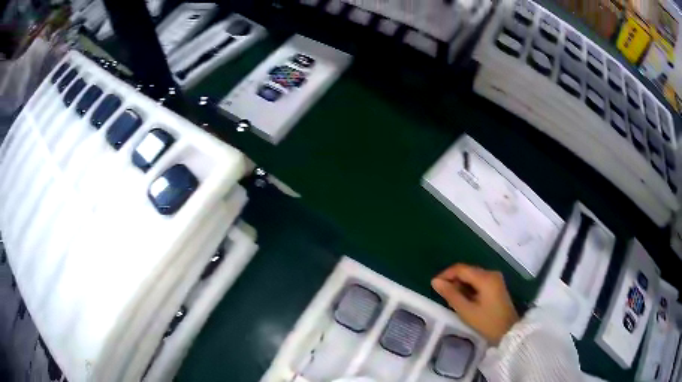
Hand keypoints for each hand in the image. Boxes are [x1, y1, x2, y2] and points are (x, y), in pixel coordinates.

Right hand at [431, 264, 518, 344]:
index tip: (434, 285)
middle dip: (453, 280)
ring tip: (451, 299)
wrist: (509, 332)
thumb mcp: (466, 310)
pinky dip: (469, 288)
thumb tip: (435, 281)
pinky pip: (478, 282)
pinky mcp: (496, 286)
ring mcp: (495, 279)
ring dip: (460, 285)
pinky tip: (463, 299)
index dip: (446, 274)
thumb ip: (451, 294)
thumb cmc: (487, 322)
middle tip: (442, 294)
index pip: (461, 268)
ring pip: (472, 276)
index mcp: (485, 278)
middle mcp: (491, 273)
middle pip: (467, 271)